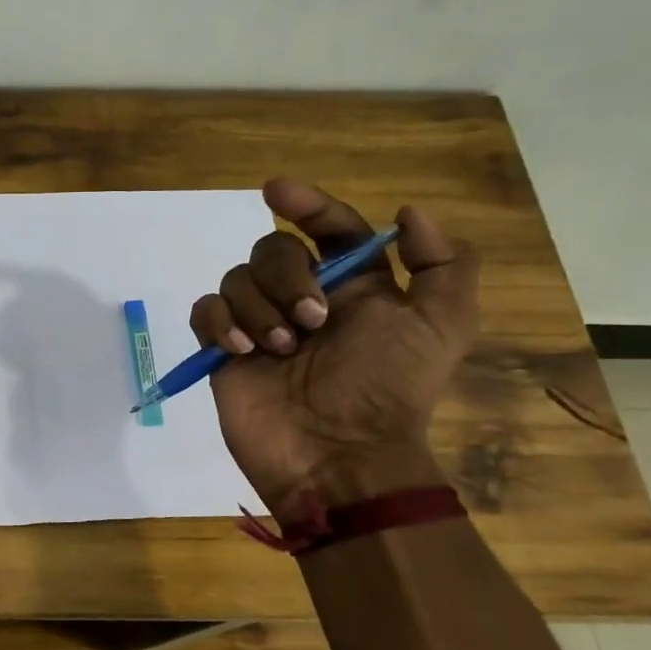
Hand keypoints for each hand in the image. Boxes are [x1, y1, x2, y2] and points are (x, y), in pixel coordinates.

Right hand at [190, 180, 479, 508]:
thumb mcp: (442, 326)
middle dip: (287, 276)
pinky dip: (220, 323)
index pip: (329, 228)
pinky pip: (206, 311)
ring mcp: (261, 325)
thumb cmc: (388, 390)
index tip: (277, 192)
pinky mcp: (224, 351)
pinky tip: (241, 351)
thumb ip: (444, 263)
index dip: (308, 204)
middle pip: (273, 249)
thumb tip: (406, 213)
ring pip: (237, 278)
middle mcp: (303, 298)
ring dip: (259, 308)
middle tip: (312, 321)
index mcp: (354, 287)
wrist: (337, 458)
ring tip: (279, 350)